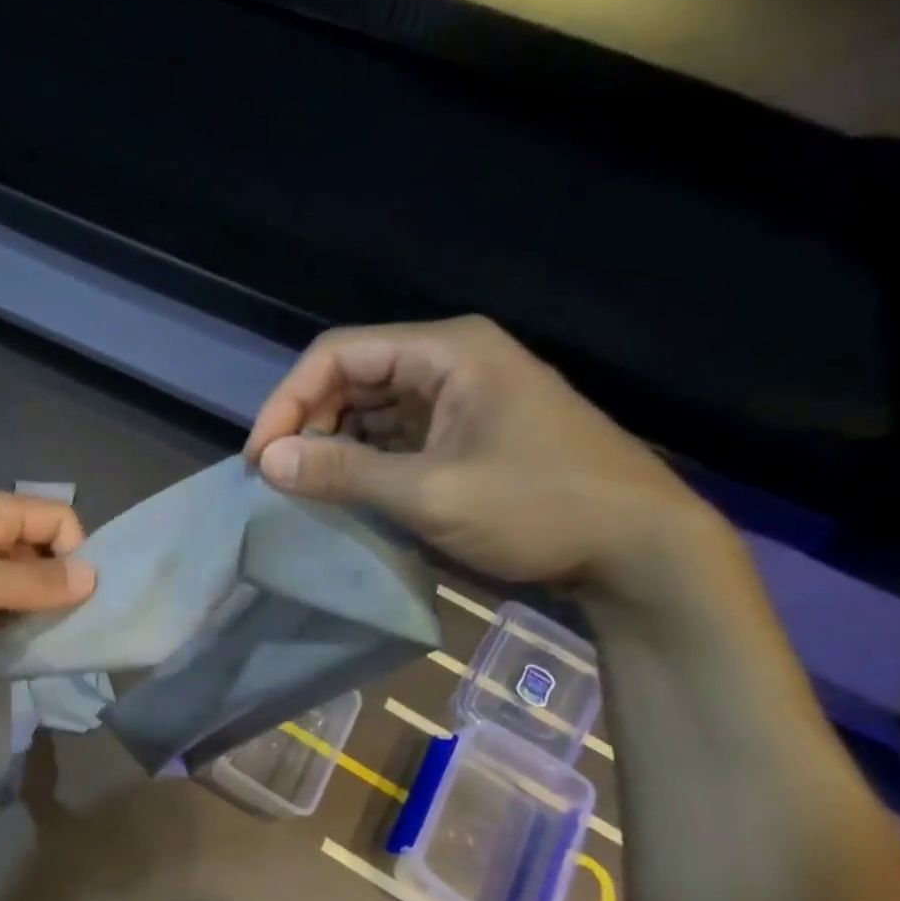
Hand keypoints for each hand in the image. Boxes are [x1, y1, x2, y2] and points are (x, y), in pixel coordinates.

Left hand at [0, 491, 96, 660]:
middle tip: (56, 636)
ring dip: (21, 611)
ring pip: (7, 582)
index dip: (76, 555)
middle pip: (35, 551)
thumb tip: (93, 576)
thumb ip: (35, 583)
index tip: (74, 604)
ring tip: (25, 646)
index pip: (58, 518)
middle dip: (51, 589)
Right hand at [245, 316, 727, 600]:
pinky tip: (343, 490)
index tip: (261, 458)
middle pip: (350, 377)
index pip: (338, 354)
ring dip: (330, 443)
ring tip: (303, 487)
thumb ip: (343, 473)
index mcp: (447, 353)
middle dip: (306, 422)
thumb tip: (267, 461)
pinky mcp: (464, 433)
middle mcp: (450, 362)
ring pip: (368, 408)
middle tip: (278, 477)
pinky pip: (392, 435)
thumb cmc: (539, 507)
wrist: (638, 547)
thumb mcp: (430, 492)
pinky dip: (360, 459)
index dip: (288, 401)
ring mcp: (459, 398)